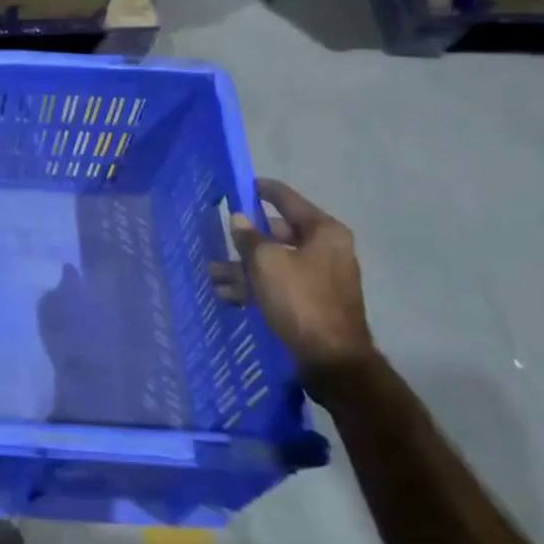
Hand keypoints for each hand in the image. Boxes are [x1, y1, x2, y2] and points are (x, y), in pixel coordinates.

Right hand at [212, 178, 372, 376]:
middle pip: (278, 232)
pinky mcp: (311, 301)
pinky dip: (255, 286)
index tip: (239, 184)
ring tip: (212, 275)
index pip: (287, 199)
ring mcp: (320, 277)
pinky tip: (227, 295)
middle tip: (218, 236)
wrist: (331, 359)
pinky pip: (278, 284)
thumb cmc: (300, 300)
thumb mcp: (266, 263)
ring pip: (274, 262)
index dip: (262, 190)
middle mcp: (326, 249)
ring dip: (243, 267)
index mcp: (323, 232)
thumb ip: (249, 237)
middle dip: (245, 238)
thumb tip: (238, 219)